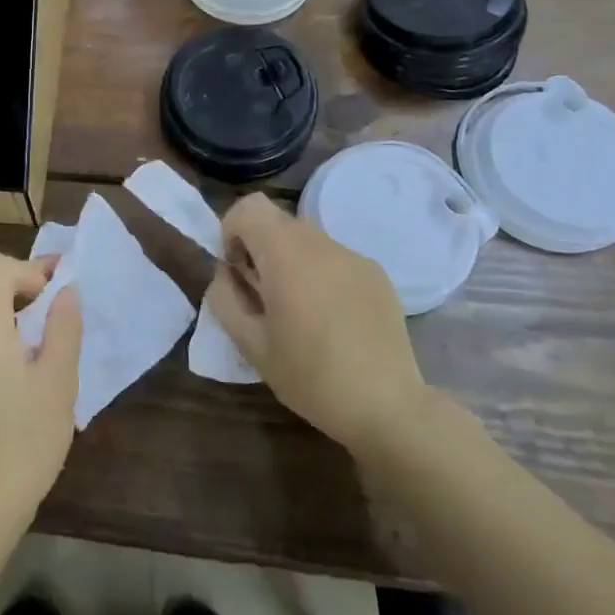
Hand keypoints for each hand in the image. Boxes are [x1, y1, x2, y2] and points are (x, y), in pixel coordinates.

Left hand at [0, 253, 81, 536]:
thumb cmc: (25, 440)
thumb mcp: (57, 380)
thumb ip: (63, 327)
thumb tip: (66, 290)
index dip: (29, 268)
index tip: (60, 291)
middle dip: (31, 291)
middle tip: (68, 315)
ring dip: (23, 319)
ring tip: (58, 348)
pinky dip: (11, 342)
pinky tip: (36, 376)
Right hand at [205, 194, 431, 457]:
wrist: (389, 407)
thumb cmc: (311, 377)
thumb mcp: (251, 344)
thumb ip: (225, 298)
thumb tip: (226, 273)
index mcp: (287, 255)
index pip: (249, 206)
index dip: (232, 231)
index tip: (237, 271)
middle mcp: (322, 243)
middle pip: (277, 222)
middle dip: (260, 248)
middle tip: (263, 296)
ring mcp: (354, 257)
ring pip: (307, 240)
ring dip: (290, 262)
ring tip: (298, 311)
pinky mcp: (377, 274)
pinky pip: (335, 259)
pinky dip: (321, 275)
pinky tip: (332, 319)